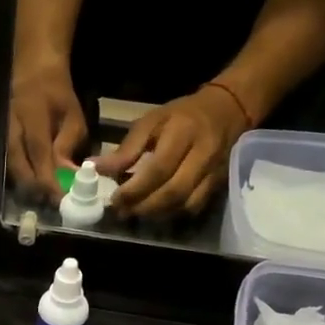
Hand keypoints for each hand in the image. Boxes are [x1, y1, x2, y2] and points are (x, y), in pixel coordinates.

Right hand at [7, 58, 87, 202]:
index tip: (60, 197)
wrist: (33, 74)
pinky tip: (34, 187)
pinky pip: (9, 165)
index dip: (48, 177)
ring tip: (45, 197)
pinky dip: (21, 179)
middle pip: (19, 166)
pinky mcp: (2, 142)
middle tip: (53, 202)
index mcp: (32, 116)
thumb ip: (68, 145)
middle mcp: (12, 127)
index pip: (39, 152)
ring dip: (27, 187)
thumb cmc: (57, 96)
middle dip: (36, 188)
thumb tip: (67, 175)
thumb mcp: (72, 116)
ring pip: (11, 169)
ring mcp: (3, 135)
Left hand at [96, 84, 249, 219]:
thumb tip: (96, 168)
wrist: (227, 110)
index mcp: (183, 133)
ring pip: (184, 204)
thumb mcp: (151, 121)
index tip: (114, 199)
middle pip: (173, 191)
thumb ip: (126, 149)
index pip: (159, 169)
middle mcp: (202, 155)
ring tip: (134, 212)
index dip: (135, 189)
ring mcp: (214, 172)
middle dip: (143, 207)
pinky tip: (155, 211)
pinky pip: (194, 207)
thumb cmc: (181, 115)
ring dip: (156, 213)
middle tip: (121, 211)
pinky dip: (172, 214)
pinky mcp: (219, 184)